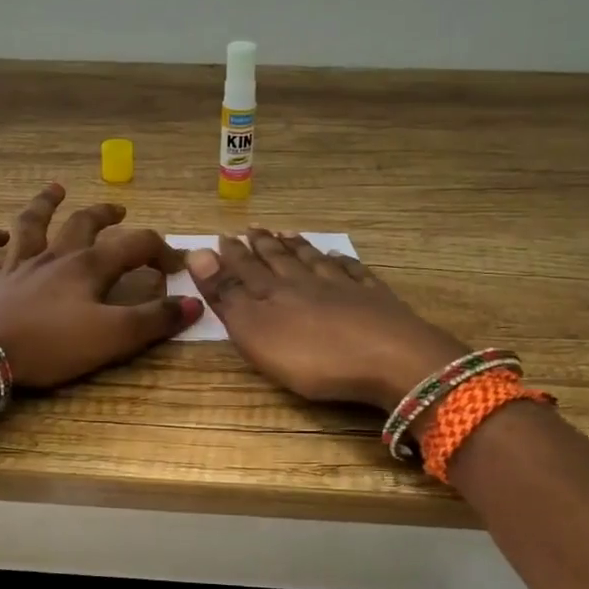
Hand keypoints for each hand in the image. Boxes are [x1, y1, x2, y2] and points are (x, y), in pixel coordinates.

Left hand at [0, 183, 201, 388]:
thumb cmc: (52, 346)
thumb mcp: (114, 338)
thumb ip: (155, 320)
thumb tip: (194, 302)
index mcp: (88, 267)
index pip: (134, 245)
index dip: (159, 250)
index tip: (175, 264)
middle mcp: (53, 257)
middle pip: (83, 224)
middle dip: (104, 215)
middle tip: (118, 210)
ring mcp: (14, 265)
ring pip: (31, 224)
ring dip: (44, 205)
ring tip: (55, 190)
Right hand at [185, 230, 466, 409]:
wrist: (391, 360)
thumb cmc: (313, 356)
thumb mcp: (256, 331)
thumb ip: (227, 294)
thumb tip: (197, 253)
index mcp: (274, 293)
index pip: (247, 268)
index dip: (232, 254)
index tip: (222, 236)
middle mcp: (307, 283)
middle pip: (281, 259)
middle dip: (263, 245)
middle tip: (253, 228)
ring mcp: (345, 289)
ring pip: (315, 261)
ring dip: (299, 247)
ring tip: (288, 234)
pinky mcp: (376, 301)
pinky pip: (354, 273)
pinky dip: (342, 262)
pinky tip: (339, 257)